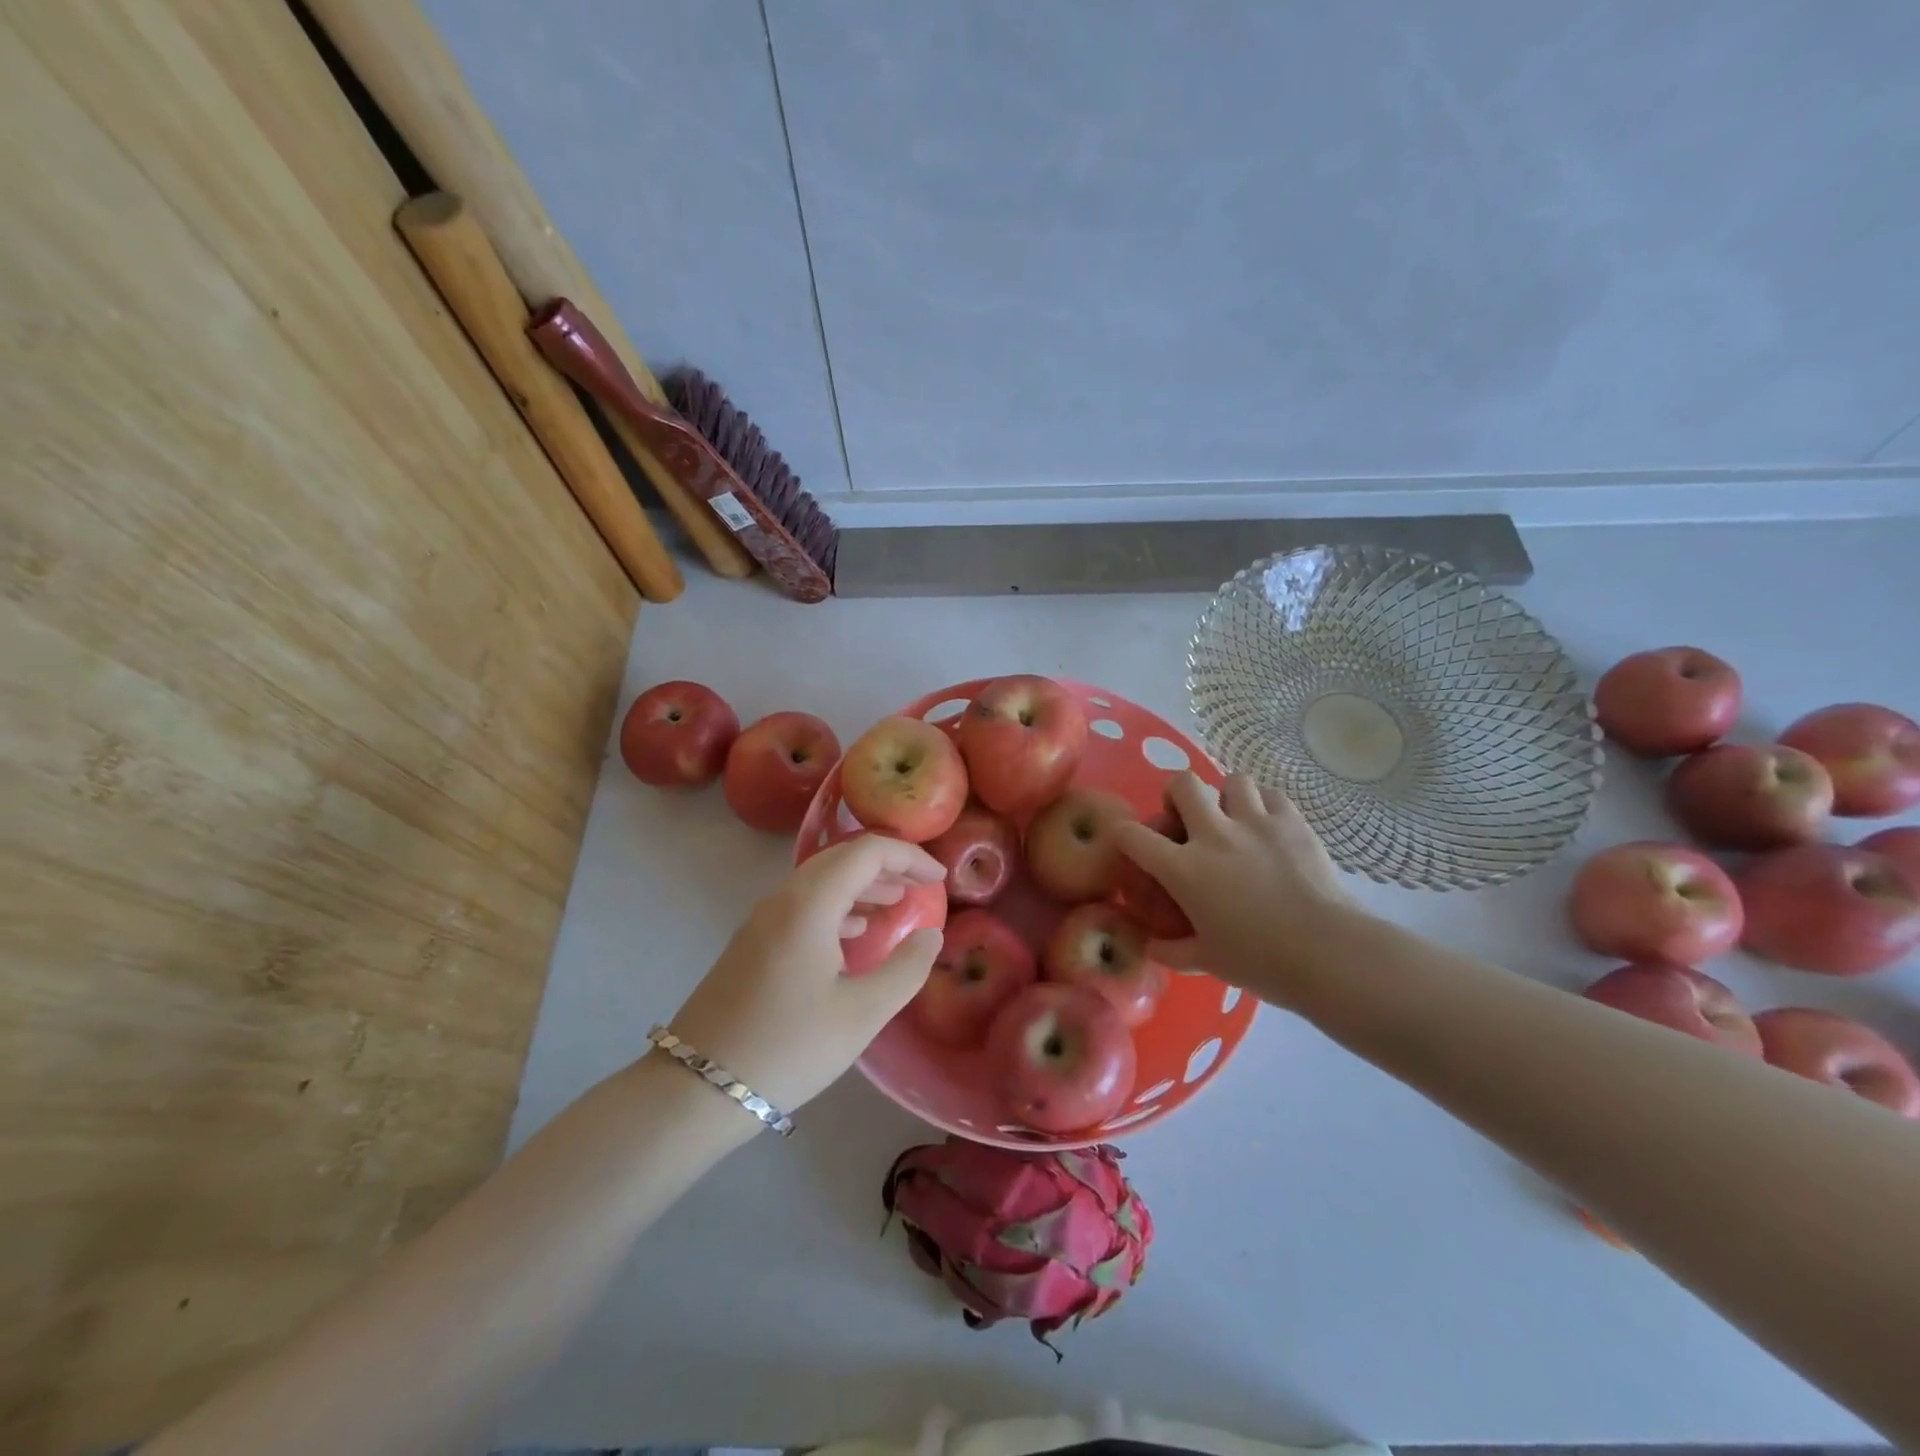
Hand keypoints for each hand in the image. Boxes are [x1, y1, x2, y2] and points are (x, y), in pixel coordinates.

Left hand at [666, 835, 945, 1115]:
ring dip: (862, 886)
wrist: (696, 1089)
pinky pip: (804, 905)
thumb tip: (930, 935)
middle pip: (842, 859)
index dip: (908, 857)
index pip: (867, 851)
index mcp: (810, 903)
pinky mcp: (752, 943)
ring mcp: (762, 920)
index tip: (939, 881)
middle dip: (887, 867)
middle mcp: (783, 899)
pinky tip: (856, 933)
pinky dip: (838, 907)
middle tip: (922, 888)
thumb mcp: (861, 1014)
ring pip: (821, 882)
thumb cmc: (788, 1048)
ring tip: (897, 906)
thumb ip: (906, 969)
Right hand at [1114, 771, 1358, 1007]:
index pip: (1132, 835)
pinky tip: (1268, 826)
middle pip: (1182, 784)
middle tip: (1187, 819)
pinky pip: (1270, 794)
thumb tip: (1150, 946)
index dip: (1122, 834)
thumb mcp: (1206, 962)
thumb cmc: (1260, 961)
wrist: (1328, 953)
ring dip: (1225, 796)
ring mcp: (1255, 823)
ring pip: (1231, 780)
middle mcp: (1213, 835)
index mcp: (1184, 869)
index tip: (1130, 844)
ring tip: (1233, 819)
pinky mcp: (1292, 822)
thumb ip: (1171, 950)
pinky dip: (1264, 804)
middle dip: (1177, 795)